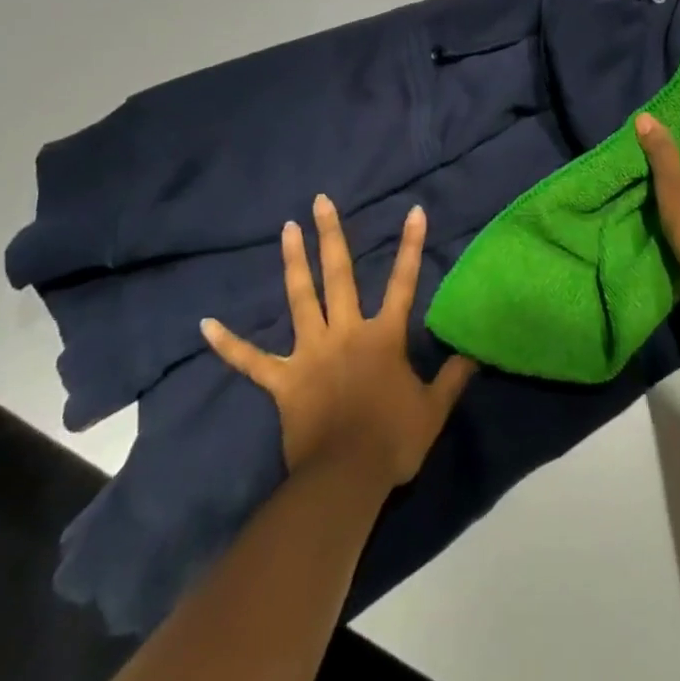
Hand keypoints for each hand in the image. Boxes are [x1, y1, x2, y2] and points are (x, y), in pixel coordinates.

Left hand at [201, 196, 477, 489]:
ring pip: (300, 300)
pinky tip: (205, 324)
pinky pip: (251, 361)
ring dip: (293, 263)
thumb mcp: (433, 409)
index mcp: (383, 337)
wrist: (346, 479)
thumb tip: (474, 352)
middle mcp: (345, 332)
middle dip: (331, 236)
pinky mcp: (283, 380)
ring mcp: (310, 353)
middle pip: (339, 276)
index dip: (411, 246)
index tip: (414, 210)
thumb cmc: (393, 441)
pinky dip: (229, 344)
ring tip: (286, 229)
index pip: (403, 282)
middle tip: (320, 202)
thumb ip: (453, 377)